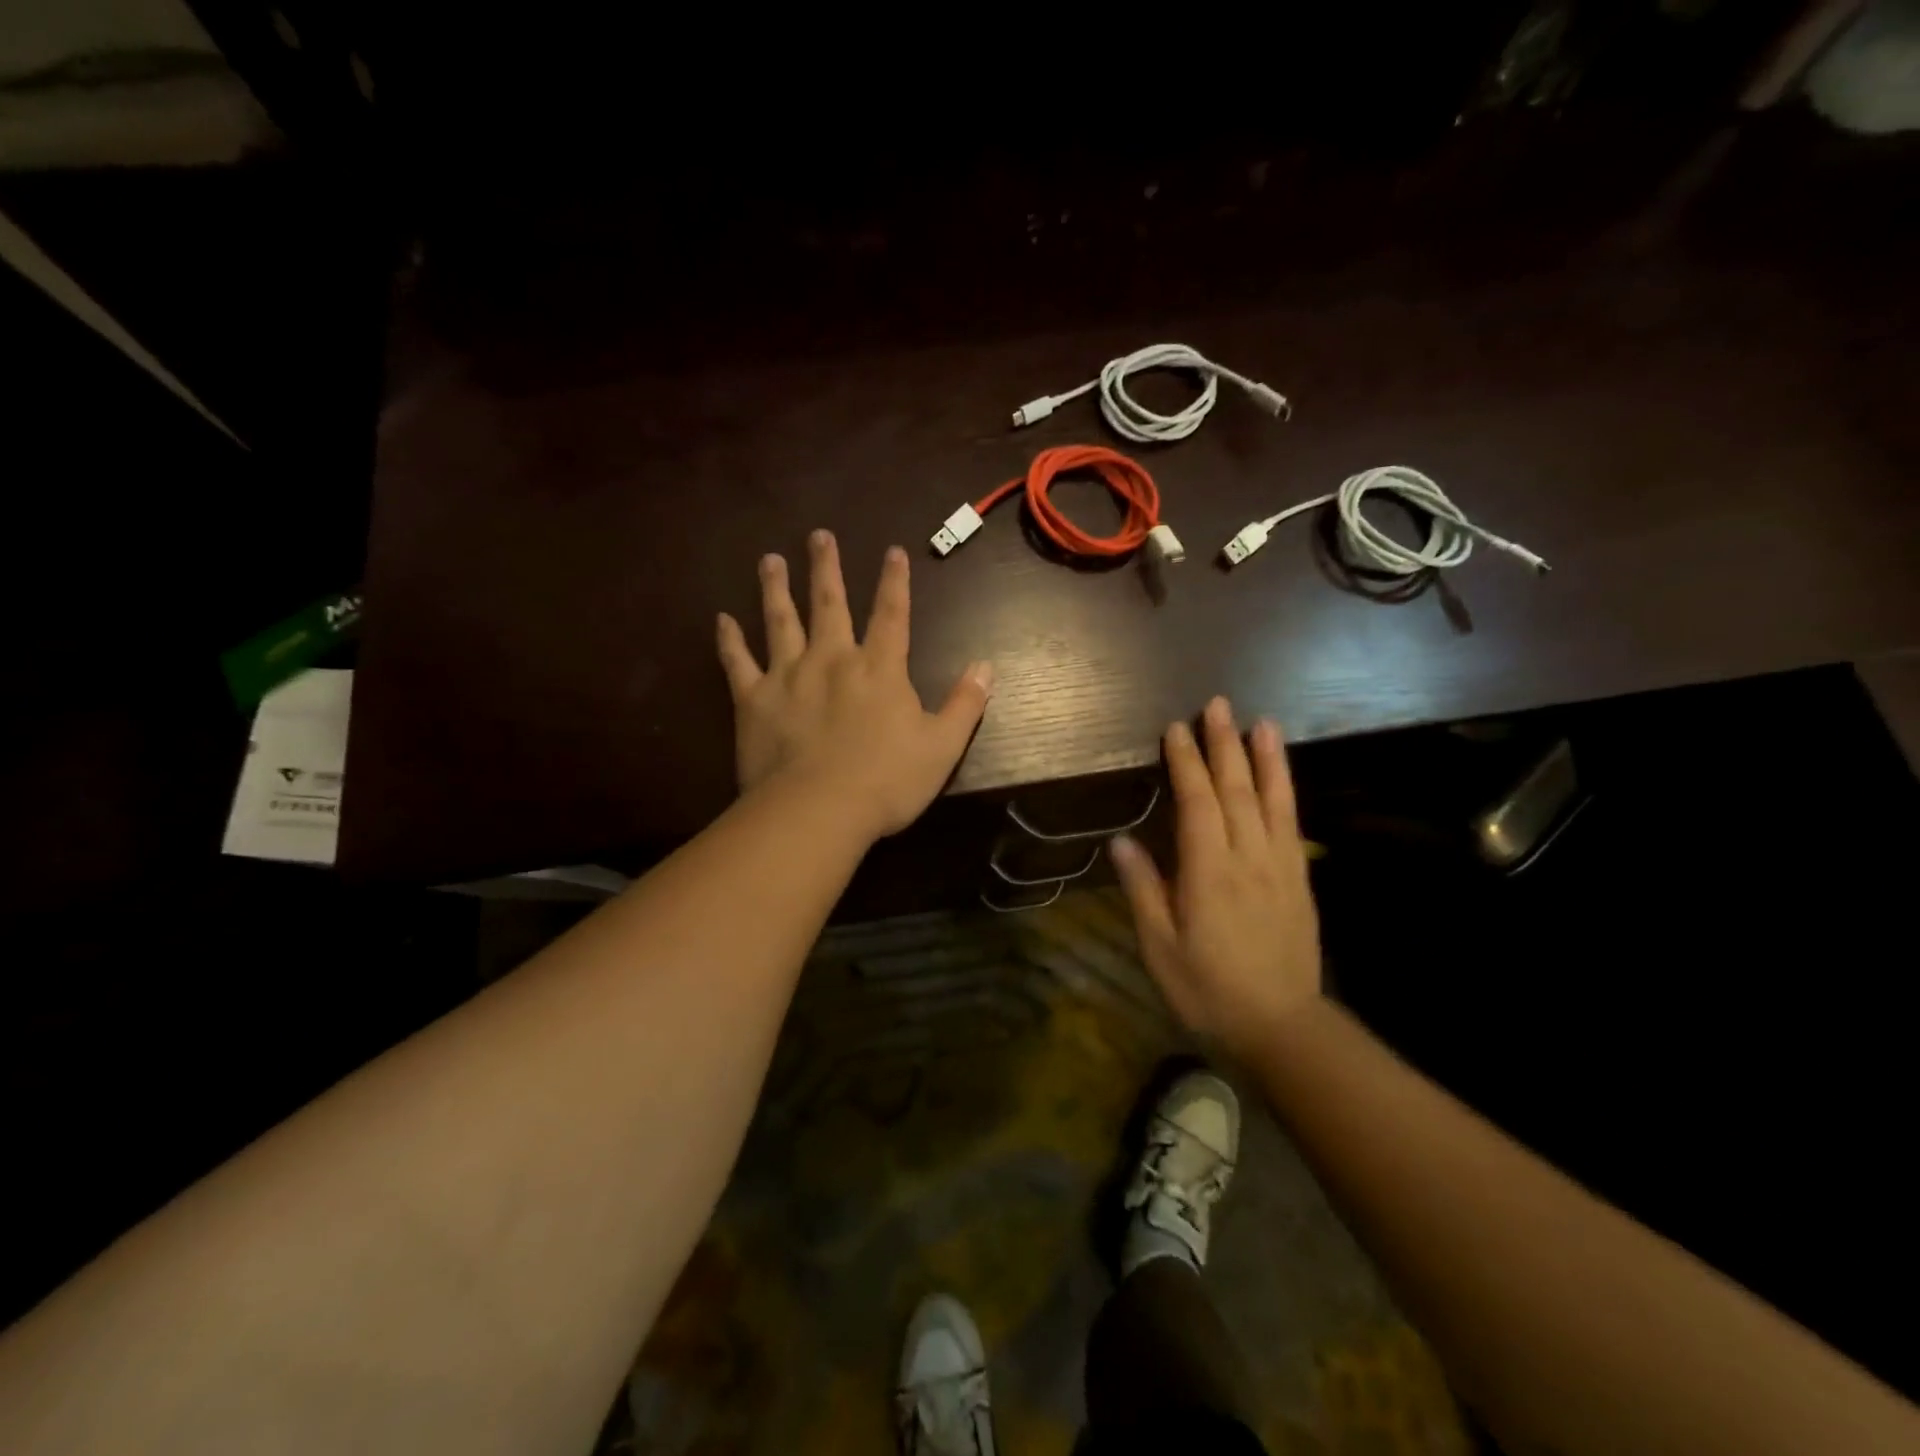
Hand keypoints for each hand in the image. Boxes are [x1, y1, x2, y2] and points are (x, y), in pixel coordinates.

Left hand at [716, 530, 993, 840]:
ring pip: (780, 621)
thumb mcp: (942, 746)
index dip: (894, 582)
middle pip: (829, 604)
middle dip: (826, 568)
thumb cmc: (886, 781)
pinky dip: (729, 641)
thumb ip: (965, 704)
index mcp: (879, 669)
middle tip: (818, 535)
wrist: (818, 810)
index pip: (891, 615)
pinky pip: (737, 662)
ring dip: (775, 588)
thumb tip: (986, 667)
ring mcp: (788, 676)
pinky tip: (722, 620)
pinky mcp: (753, 700)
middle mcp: (832, 659)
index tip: (892, 550)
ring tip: (770, 560)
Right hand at [1110, 696, 1321, 1059]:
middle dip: (1223, 744)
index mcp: (1209, 872)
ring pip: (1272, 800)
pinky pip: (1292, 824)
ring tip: (1260, 722)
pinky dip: (1287, 791)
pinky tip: (1282, 775)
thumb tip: (1122, 841)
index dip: (1185, 762)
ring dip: (1264, 758)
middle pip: (1235, 790)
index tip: (1176, 729)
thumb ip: (1143, 891)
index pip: (1196, 802)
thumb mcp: (1160, 948)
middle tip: (1216, 705)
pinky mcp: (1298, 879)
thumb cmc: (1209, 989)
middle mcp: (1247, 858)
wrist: (1282, 1026)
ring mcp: (1279, 866)